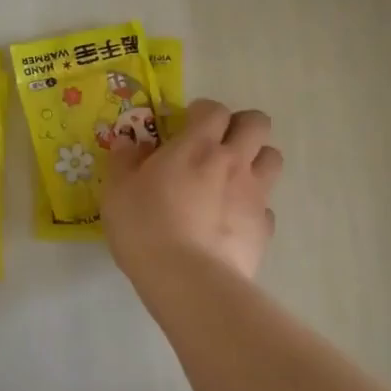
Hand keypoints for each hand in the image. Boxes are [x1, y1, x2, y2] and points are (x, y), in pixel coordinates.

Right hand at [103, 98, 282, 287]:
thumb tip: (128, 143)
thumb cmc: (146, 227)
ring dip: (256, 160)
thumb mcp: (117, 191)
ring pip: (273, 158)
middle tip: (217, 144)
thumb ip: (123, 161)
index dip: (203, 112)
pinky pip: (266, 206)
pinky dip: (253, 207)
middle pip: (257, 124)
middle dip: (240, 126)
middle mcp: (233, 162)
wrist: (189, 281)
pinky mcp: (264, 229)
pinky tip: (231, 222)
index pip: (214, 109)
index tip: (186, 124)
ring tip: (231, 178)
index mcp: (198, 145)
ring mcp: (255, 195)